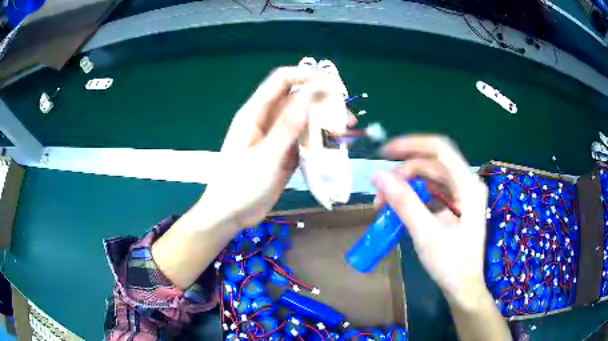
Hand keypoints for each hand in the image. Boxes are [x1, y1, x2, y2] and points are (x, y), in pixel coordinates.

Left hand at [196, 67, 347, 230]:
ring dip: (324, 122)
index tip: (334, 83)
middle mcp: (266, 120)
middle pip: (297, 98)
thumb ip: (287, 127)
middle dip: (322, 101)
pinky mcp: (284, 152)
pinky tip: (333, 147)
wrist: (230, 214)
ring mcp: (276, 136)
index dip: (307, 75)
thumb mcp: (265, 157)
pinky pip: (304, 139)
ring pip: (303, 119)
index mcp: (254, 113)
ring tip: (344, 132)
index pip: (282, 80)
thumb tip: (309, 95)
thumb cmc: (240, 186)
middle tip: (346, 114)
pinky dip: (319, 140)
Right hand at [371, 135, 488, 308]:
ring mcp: (462, 195)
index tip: (385, 153)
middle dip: (404, 172)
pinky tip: (399, 208)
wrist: (463, 287)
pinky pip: (432, 191)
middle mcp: (467, 184)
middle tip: (381, 191)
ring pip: (430, 177)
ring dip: (406, 185)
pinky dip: (414, 196)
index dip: (412, 145)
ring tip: (385, 202)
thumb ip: (404, 202)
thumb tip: (378, 175)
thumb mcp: (426, 233)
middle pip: (433, 163)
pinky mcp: (455, 206)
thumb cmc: (451, 263)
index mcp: (468, 186)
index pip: (440, 149)